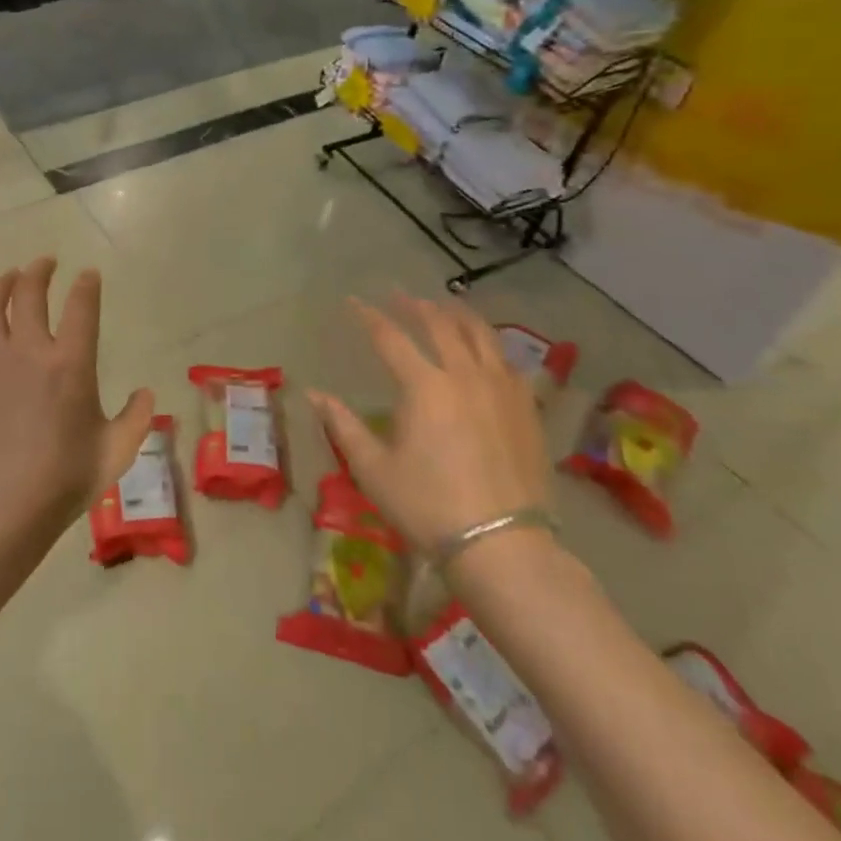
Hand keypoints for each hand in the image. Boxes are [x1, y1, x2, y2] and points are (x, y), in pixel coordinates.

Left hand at [0, 258, 154, 548]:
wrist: (1, 506)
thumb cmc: (64, 479)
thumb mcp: (115, 452)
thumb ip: (136, 419)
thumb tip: (147, 394)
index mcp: (70, 362)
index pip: (81, 307)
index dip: (86, 285)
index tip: (88, 274)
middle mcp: (29, 351)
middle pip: (29, 294)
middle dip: (39, 271)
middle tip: (44, 262)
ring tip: (5, 277)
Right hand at [308, 295, 551, 558]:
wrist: (503, 546)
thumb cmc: (428, 507)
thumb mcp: (374, 469)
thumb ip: (343, 425)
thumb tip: (313, 393)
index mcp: (424, 386)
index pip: (390, 337)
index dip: (369, 316)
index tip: (353, 301)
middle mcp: (464, 375)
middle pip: (440, 325)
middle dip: (414, 305)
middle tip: (398, 294)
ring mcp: (502, 389)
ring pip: (481, 334)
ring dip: (457, 314)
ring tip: (445, 305)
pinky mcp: (527, 408)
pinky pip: (508, 361)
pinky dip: (490, 345)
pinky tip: (485, 349)